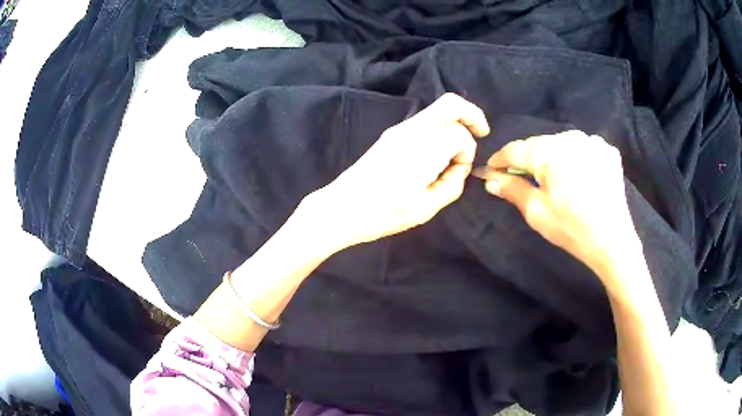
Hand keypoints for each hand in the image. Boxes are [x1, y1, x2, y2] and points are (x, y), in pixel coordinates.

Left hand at [305, 93, 489, 248]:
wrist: (341, 208)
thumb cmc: (383, 213)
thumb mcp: (426, 209)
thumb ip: (451, 184)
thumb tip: (457, 167)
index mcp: (424, 148)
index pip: (460, 135)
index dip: (467, 154)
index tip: (457, 173)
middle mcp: (412, 130)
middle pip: (451, 103)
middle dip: (472, 115)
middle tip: (482, 133)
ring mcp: (400, 129)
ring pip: (438, 110)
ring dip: (455, 123)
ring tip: (457, 150)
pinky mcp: (391, 134)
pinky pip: (425, 121)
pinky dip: (440, 129)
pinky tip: (438, 152)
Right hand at [482, 130, 641, 283]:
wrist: (613, 242)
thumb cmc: (571, 229)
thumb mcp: (537, 213)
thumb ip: (512, 189)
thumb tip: (489, 179)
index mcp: (550, 152)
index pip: (516, 150)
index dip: (500, 160)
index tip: (491, 170)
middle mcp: (570, 138)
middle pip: (538, 144)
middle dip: (527, 159)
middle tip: (520, 177)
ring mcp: (592, 141)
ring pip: (560, 143)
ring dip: (551, 157)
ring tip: (551, 177)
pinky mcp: (607, 150)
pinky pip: (582, 148)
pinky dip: (574, 158)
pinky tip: (576, 174)